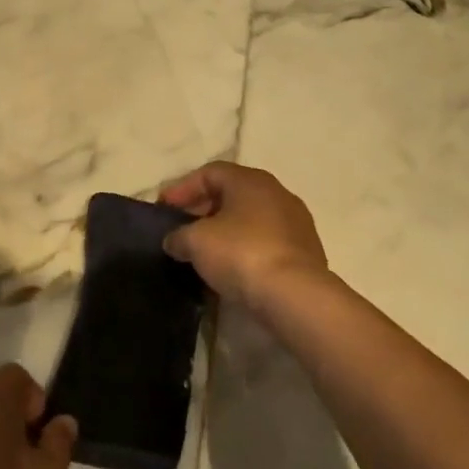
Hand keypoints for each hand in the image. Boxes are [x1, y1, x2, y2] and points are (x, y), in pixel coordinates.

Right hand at [160, 161, 331, 314]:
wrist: (294, 296)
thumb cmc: (241, 254)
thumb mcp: (195, 242)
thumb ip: (179, 236)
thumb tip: (175, 241)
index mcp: (251, 180)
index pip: (209, 172)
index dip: (182, 188)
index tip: (163, 208)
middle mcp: (277, 193)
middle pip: (232, 194)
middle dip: (203, 209)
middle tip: (181, 228)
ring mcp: (295, 223)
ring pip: (250, 219)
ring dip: (225, 231)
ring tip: (204, 251)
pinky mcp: (305, 252)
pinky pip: (265, 242)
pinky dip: (244, 249)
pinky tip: (230, 269)